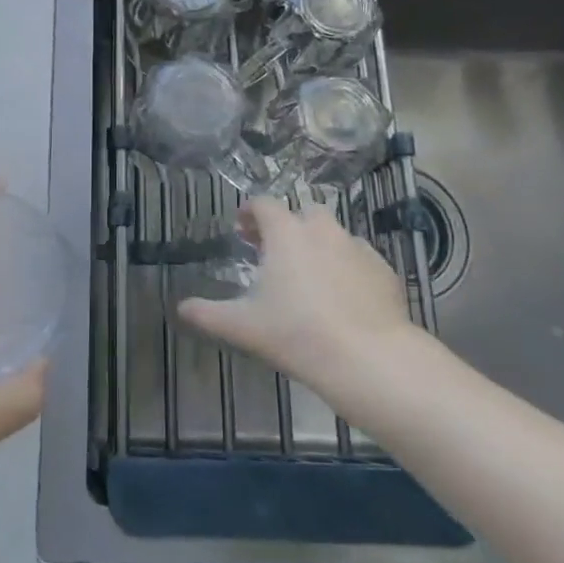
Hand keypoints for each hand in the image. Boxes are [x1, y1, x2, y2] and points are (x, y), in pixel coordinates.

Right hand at [178, 197, 417, 388]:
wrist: (369, 358)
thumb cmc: (297, 333)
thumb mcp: (243, 326)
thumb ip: (208, 313)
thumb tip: (180, 308)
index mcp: (286, 232)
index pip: (264, 204)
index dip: (250, 212)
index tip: (243, 229)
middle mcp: (322, 229)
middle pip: (302, 213)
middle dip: (288, 226)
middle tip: (275, 253)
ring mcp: (357, 247)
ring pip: (333, 235)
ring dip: (318, 246)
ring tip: (310, 276)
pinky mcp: (383, 270)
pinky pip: (359, 258)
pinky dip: (347, 268)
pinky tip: (343, 297)